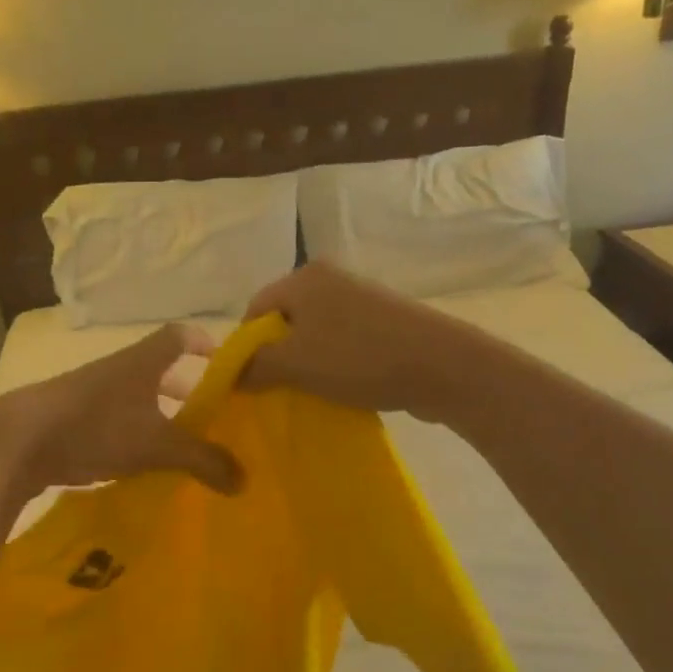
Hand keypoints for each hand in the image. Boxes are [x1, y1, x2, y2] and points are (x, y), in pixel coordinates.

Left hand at [0, 323, 242, 495]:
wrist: (20, 441)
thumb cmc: (97, 426)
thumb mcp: (158, 445)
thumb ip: (203, 460)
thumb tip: (243, 480)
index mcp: (142, 362)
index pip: (179, 336)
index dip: (203, 343)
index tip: (224, 363)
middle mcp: (118, 370)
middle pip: (159, 370)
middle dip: (185, 389)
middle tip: (210, 414)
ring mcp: (91, 393)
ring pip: (135, 398)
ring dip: (158, 415)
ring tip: (180, 444)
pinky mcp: (71, 418)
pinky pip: (113, 420)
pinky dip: (132, 435)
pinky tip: (140, 464)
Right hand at [240, 263, 474, 420]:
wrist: (442, 366)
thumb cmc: (359, 358)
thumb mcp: (295, 364)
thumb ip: (254, 366)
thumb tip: (229, 375)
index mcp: (304, 278)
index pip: (254, 309)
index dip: (245, 347)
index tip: (250, 383)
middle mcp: (330, 279)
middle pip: (284, 321)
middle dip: (276, 357)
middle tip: (278, 391)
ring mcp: (360, 299)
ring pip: (314, 334)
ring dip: (306, 364)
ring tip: (310, 393)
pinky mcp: (383, 321)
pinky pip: (342, 342)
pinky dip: (335, 365)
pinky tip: (341, 388)